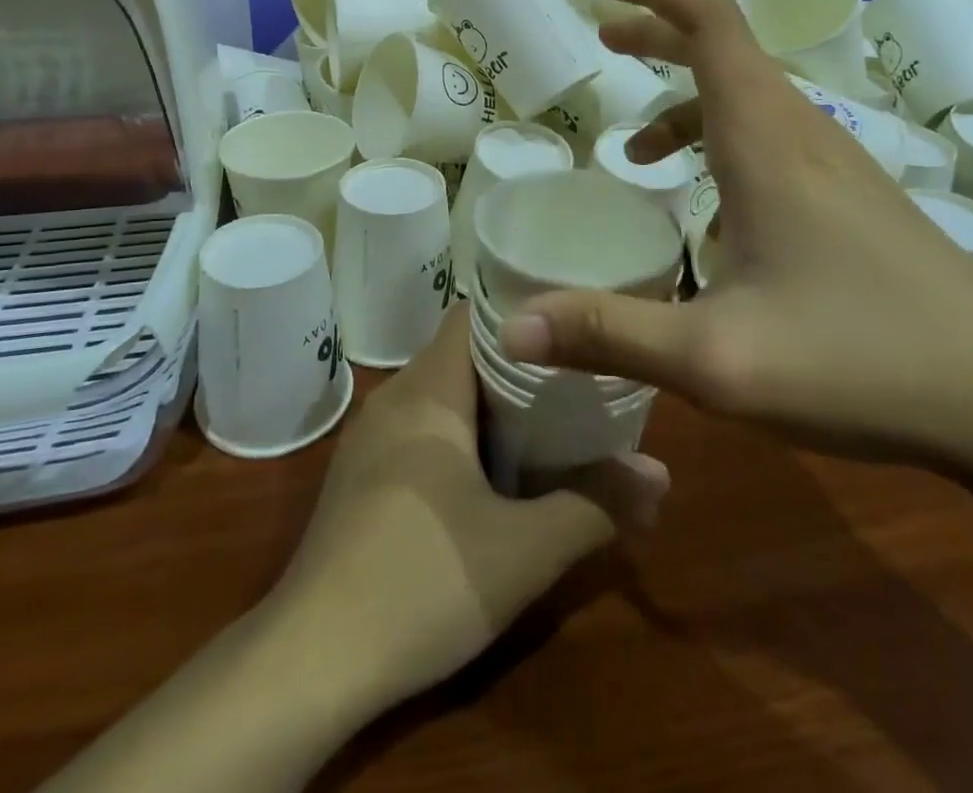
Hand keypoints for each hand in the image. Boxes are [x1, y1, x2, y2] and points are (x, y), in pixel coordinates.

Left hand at [265, 304, 667, 715]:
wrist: (311, 657)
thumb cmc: (424, 581)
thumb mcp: (526, 549)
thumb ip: (597, 504)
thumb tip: (660, 476)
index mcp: (428, 389)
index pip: (473, 315)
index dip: (521, 316)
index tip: (570, 334)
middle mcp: (393, 397)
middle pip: (460, 355)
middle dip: (517, 369)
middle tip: (572, 389)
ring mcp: (368, 436)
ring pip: (439, 395)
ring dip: (487, 408)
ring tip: (543, 430)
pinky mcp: (358, 474)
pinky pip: (416, 429)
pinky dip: (455, 436)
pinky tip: (485, 480)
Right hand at [499, 0, 972, 471]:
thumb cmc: (863, 365)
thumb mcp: (716, 359)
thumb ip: (608, 335)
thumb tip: (512, 329)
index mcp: (766, 142)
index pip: (710, 24)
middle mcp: (804, 136)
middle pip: (725, 51)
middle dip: (658, 35)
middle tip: (604, 41)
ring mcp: (840, 168)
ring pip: (750, 100)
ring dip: (686, 102)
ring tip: (638, 153)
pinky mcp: (859, 203)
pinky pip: (774, 141)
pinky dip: (721, 144)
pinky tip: (714, 215)